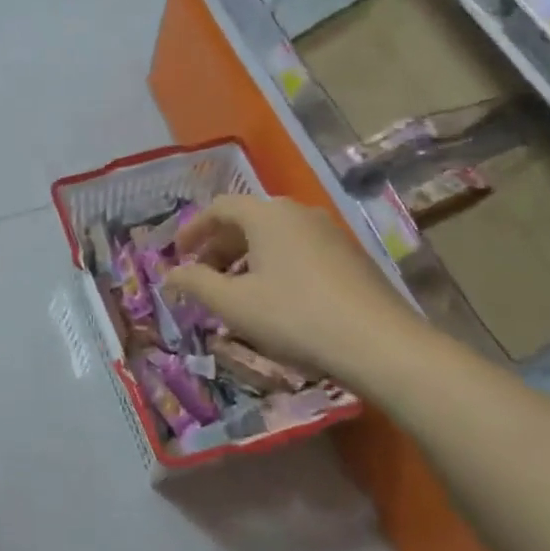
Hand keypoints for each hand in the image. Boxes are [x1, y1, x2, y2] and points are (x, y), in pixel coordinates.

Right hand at [164, 194, 420, 389]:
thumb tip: (171, 273)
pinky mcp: (350, 256)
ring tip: (235, 290)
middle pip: (248, 219)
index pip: (220, 207)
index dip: (194, 229)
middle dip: (219, 246)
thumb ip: (196, 283)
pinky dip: (275, 265)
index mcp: (267, 214)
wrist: (378, 344)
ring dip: (247, 257)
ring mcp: (329, 232)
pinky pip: (299, 249)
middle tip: (203, 276)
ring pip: (275, 236)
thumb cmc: (294, 315)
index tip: (178, 253)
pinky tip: (274, 298)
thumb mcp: (233, 303)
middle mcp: (298, 212)